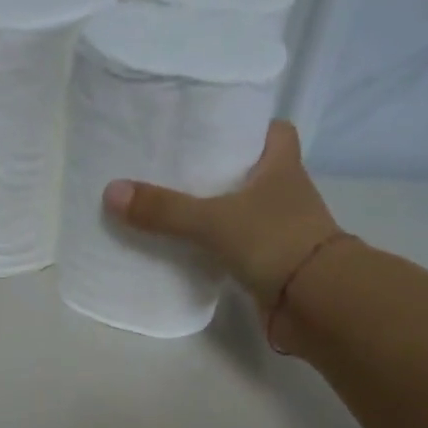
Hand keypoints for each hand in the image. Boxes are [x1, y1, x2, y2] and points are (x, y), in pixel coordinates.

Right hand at [102, 120, 340, 309]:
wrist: (314, 301)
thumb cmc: (274, 241)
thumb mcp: (213, 220)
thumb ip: (165, 209)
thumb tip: (112, 192)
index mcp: (282, 163)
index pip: (271, 130)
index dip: (244, 127)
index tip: (210, 130)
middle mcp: (285, 191)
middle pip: (251, 171)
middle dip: (220, 171)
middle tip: (176, 169)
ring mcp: (281, 230)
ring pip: (244, 211)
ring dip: (218, 212)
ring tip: (173, 208)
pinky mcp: (272, 264)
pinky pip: (239, 248)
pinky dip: (219, 248)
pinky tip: (189, 250)